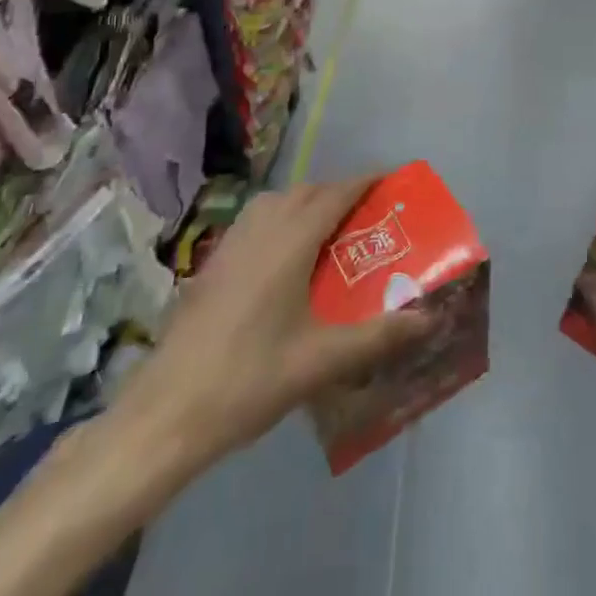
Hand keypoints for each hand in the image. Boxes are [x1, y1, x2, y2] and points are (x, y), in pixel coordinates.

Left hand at [106, 179, 429, 470]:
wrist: (165, 415)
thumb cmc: (249, 380)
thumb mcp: (322, 361)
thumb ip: (378, 336)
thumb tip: (429, 319)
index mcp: (289, 242)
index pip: (334, 194)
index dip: (363, 182)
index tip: (390, 180)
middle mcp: (259, 231)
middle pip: (304, 192)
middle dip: (336, 192)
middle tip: (365, 214)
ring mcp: (229, 246)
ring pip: (273, 204)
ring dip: (304, 204)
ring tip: (327, 232)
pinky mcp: (210, 267)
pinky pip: (252, 223)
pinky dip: (277, 221)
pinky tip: (282, 261)